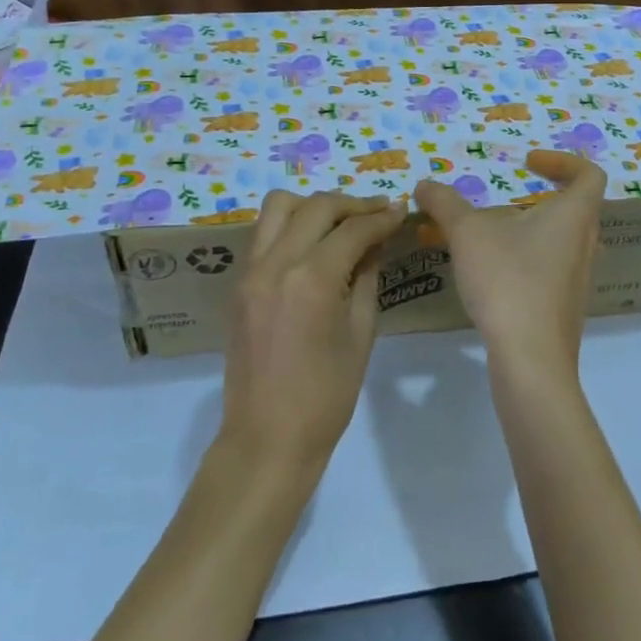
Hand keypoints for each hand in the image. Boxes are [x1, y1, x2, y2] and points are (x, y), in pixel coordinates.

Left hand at [219, 191, 405, 474]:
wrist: (268, 438)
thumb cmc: (327, 395)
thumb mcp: (361, 333)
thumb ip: (367, 277)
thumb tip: (377, 241)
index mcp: (311, 279)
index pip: (353, 229)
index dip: (382, 217)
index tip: (401, 211)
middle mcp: (275, 264)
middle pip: (315, 206)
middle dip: (352, 203)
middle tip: (378, 213)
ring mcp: (250, 272)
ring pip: (278, 208)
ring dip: (314, 207)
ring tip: (341, 223)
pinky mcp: (239, 284)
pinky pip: (265, 234)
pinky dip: (292, 227)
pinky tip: (315, 246)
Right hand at [414, 150, 606, 381]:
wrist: (530, 359)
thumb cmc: (508, 282)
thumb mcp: (467, 234)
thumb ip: (445, 204)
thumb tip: (425, 184)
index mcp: (574, 216)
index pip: (589, 174)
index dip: (562, 162)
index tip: (527, 163)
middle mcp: (584, 245)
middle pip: (573, 208)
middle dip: (537, 197)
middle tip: (504, 198)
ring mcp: (577, 280)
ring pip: (557, 241)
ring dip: (525, 231)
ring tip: (485, 235)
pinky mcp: (562, 308)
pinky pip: (547, 270)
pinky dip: (522, 260)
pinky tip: (487, 272)